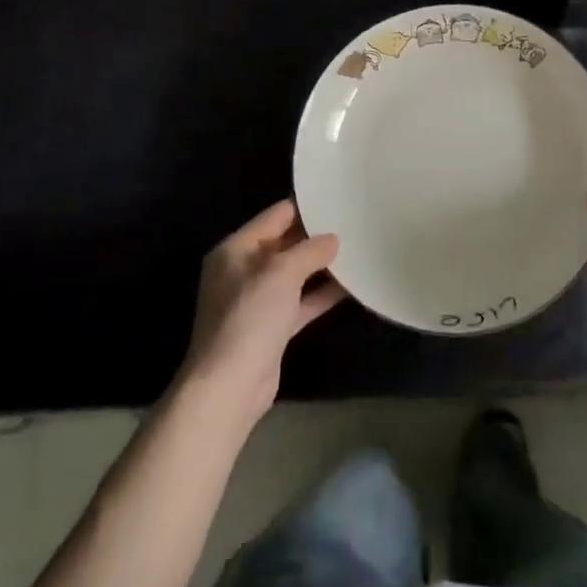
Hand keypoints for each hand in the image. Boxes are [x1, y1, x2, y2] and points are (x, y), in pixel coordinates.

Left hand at [177, 200, 346, 429]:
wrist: (229, 387)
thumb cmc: (250, 317)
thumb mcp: (282, 272)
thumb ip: (310, 250)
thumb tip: (333, 239)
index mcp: (236, 249)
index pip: (276, 215)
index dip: (306, 207)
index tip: (338, 199)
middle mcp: (243, 270)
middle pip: (285, 243)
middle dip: (316, 237)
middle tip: (353, 223)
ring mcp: (257, 300)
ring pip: (295, 274)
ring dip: (322, 266)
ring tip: (357, 250)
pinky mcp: (271, 327)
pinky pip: (301, 301)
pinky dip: (321, 294)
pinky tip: (351, 286)